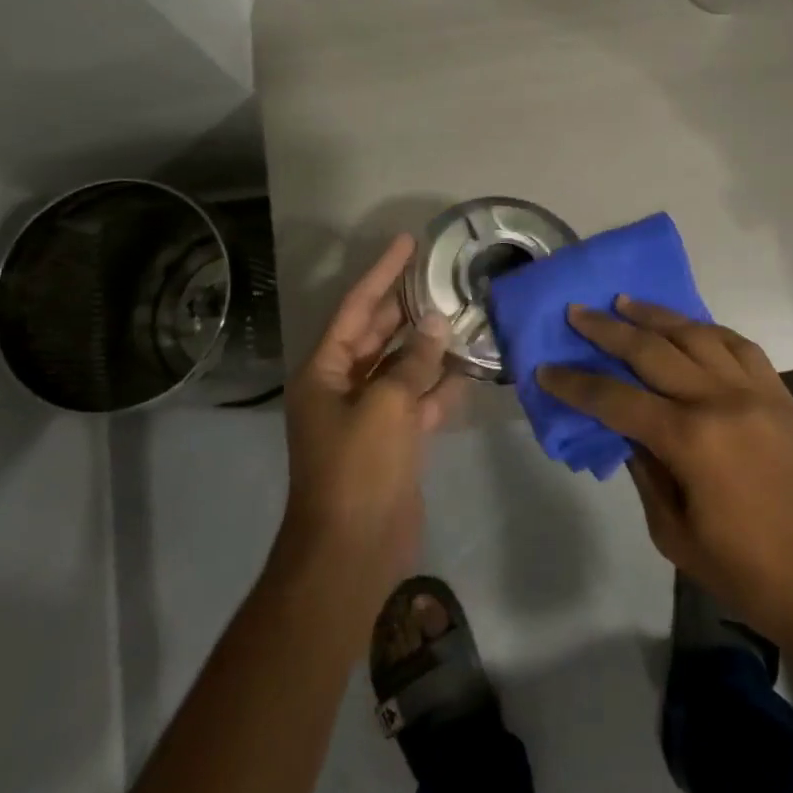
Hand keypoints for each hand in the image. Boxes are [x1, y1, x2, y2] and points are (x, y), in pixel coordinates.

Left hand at [276, 235, 464, 609]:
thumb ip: (414, 361)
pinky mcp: (392, 441)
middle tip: (439, 274)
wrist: (353, 550)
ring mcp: (368, 415)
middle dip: (407, 307)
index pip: (356, 308)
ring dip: (428, 347)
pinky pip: (416, 401)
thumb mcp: (386, 405)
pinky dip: (438, 388)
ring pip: (401, 367)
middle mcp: (342, 387)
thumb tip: (437, 324)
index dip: (382, 273)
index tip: (408, 242)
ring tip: (461, 314)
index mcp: (325, 372)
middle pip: (377, 334)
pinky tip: (467, 370)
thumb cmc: (359, 469)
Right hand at [538, 297, 792, 653]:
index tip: (546, 368)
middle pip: (654, 351)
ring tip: (626, 302)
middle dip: (608, 330)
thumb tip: (628, 433)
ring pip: (698, 335)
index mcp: (690, 441)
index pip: (617, 400)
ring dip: (657, 315)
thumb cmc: (750, 575)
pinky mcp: (783, 396)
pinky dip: (709, 329)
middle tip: (578, 312)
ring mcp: (757, 392)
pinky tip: (690, 326)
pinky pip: (741, 346)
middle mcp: (721, 401)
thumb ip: (646, 474)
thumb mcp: (676, 536)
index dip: (576, 384)